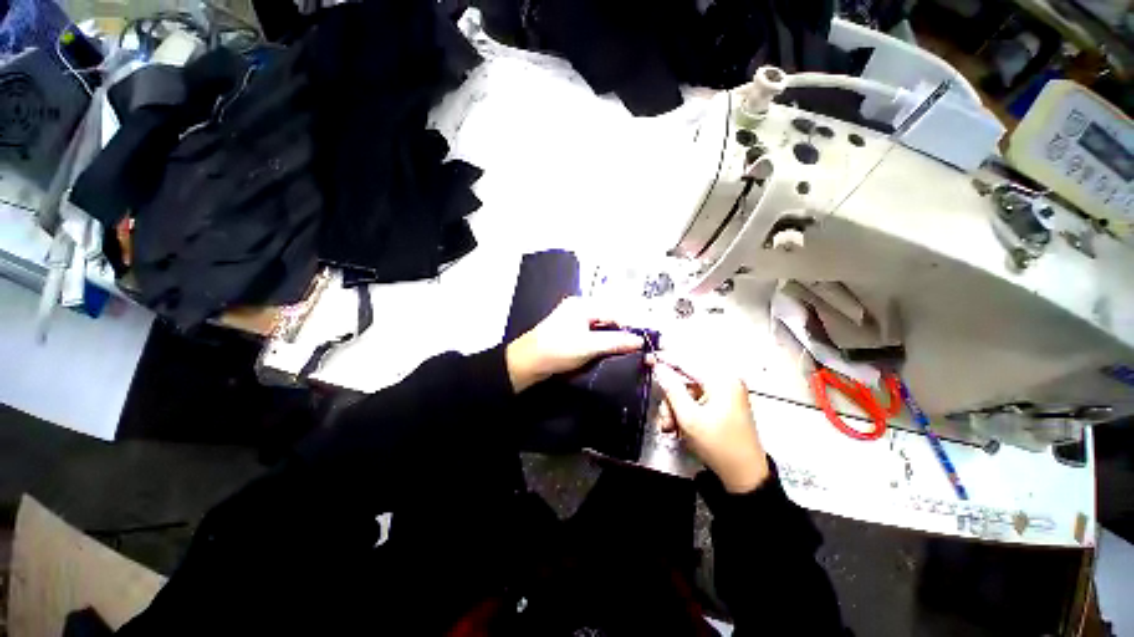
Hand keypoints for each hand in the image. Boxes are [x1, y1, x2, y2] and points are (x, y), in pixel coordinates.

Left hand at [506, 297, 644, 392]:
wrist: (527, 364)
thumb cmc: (557, 350)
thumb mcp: (588, 346)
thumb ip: (615, 342)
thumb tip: (640, 341)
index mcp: (582, 305)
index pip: (613, 312)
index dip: (629, 326)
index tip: (643, 341)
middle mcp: (579, 308)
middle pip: (608, 318)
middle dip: (622, 332)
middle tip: (637, 347)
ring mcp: (574, 320)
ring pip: (601, 327)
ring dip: (613, 338)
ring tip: (627, 351)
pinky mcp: (570, 333)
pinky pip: (593, 334)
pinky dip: (603, 341)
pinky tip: (610, 351)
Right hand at [649, 351, 769, 492]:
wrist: (744, 475)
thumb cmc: (721, 447)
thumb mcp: (689, 417)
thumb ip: (671, 389)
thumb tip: (660, 369)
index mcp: (722, 380)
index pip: (686, 361)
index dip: (665, 360)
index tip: (649, 358)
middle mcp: (725, 382)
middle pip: (686, 379)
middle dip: (671, 398)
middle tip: (665, 415)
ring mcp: (725, 393)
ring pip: (688, 392)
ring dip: (675, 407)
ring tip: (672, 425)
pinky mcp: (723, 404)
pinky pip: (696, 400)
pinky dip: (685, 411)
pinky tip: (680, 426)